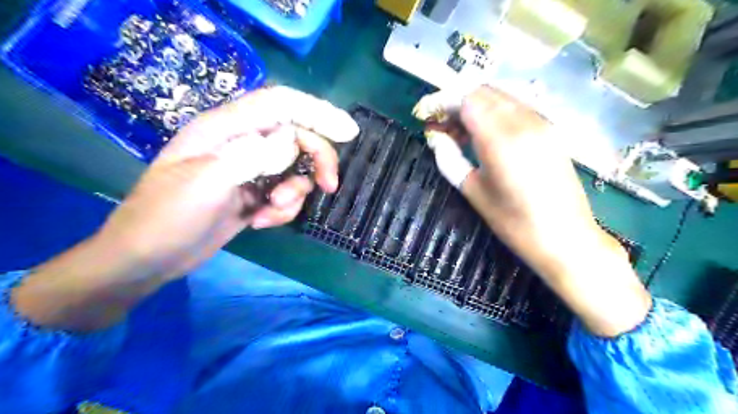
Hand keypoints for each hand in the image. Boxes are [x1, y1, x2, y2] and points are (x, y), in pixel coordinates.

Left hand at [10, 86, 357, 328]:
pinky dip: (282, 210)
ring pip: (295, 170)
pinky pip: (285, 195)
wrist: (147, 259)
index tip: (349, 133)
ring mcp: (249, 170)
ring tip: (270, 212)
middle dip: (317, 160)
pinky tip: (259, 223)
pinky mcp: (254, 194)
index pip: (281, 105)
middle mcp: (242, 144)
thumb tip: (290, 140)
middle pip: (297, 137)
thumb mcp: (206, 184)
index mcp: (225, 129)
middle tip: (329, 186)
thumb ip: (250, 156)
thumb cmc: (166, 218)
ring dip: (294, 194)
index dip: (318, 112)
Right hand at [415, 87, 649, 335]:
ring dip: (474, 106)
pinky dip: (493, 112)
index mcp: (501, 138)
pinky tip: (484, 135)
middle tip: (439, 125)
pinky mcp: (550, 130)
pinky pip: (516, 107)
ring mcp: (541, 122)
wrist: (566, 238)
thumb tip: (434, 137)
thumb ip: (449, 158)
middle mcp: (524, 121)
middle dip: (456, 102)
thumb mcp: (473, 191)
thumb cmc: (514, 222)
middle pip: (483, 92)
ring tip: (458, 132)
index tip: (425, 114)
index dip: (442, 101)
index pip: (467, 99)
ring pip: (500, 96)